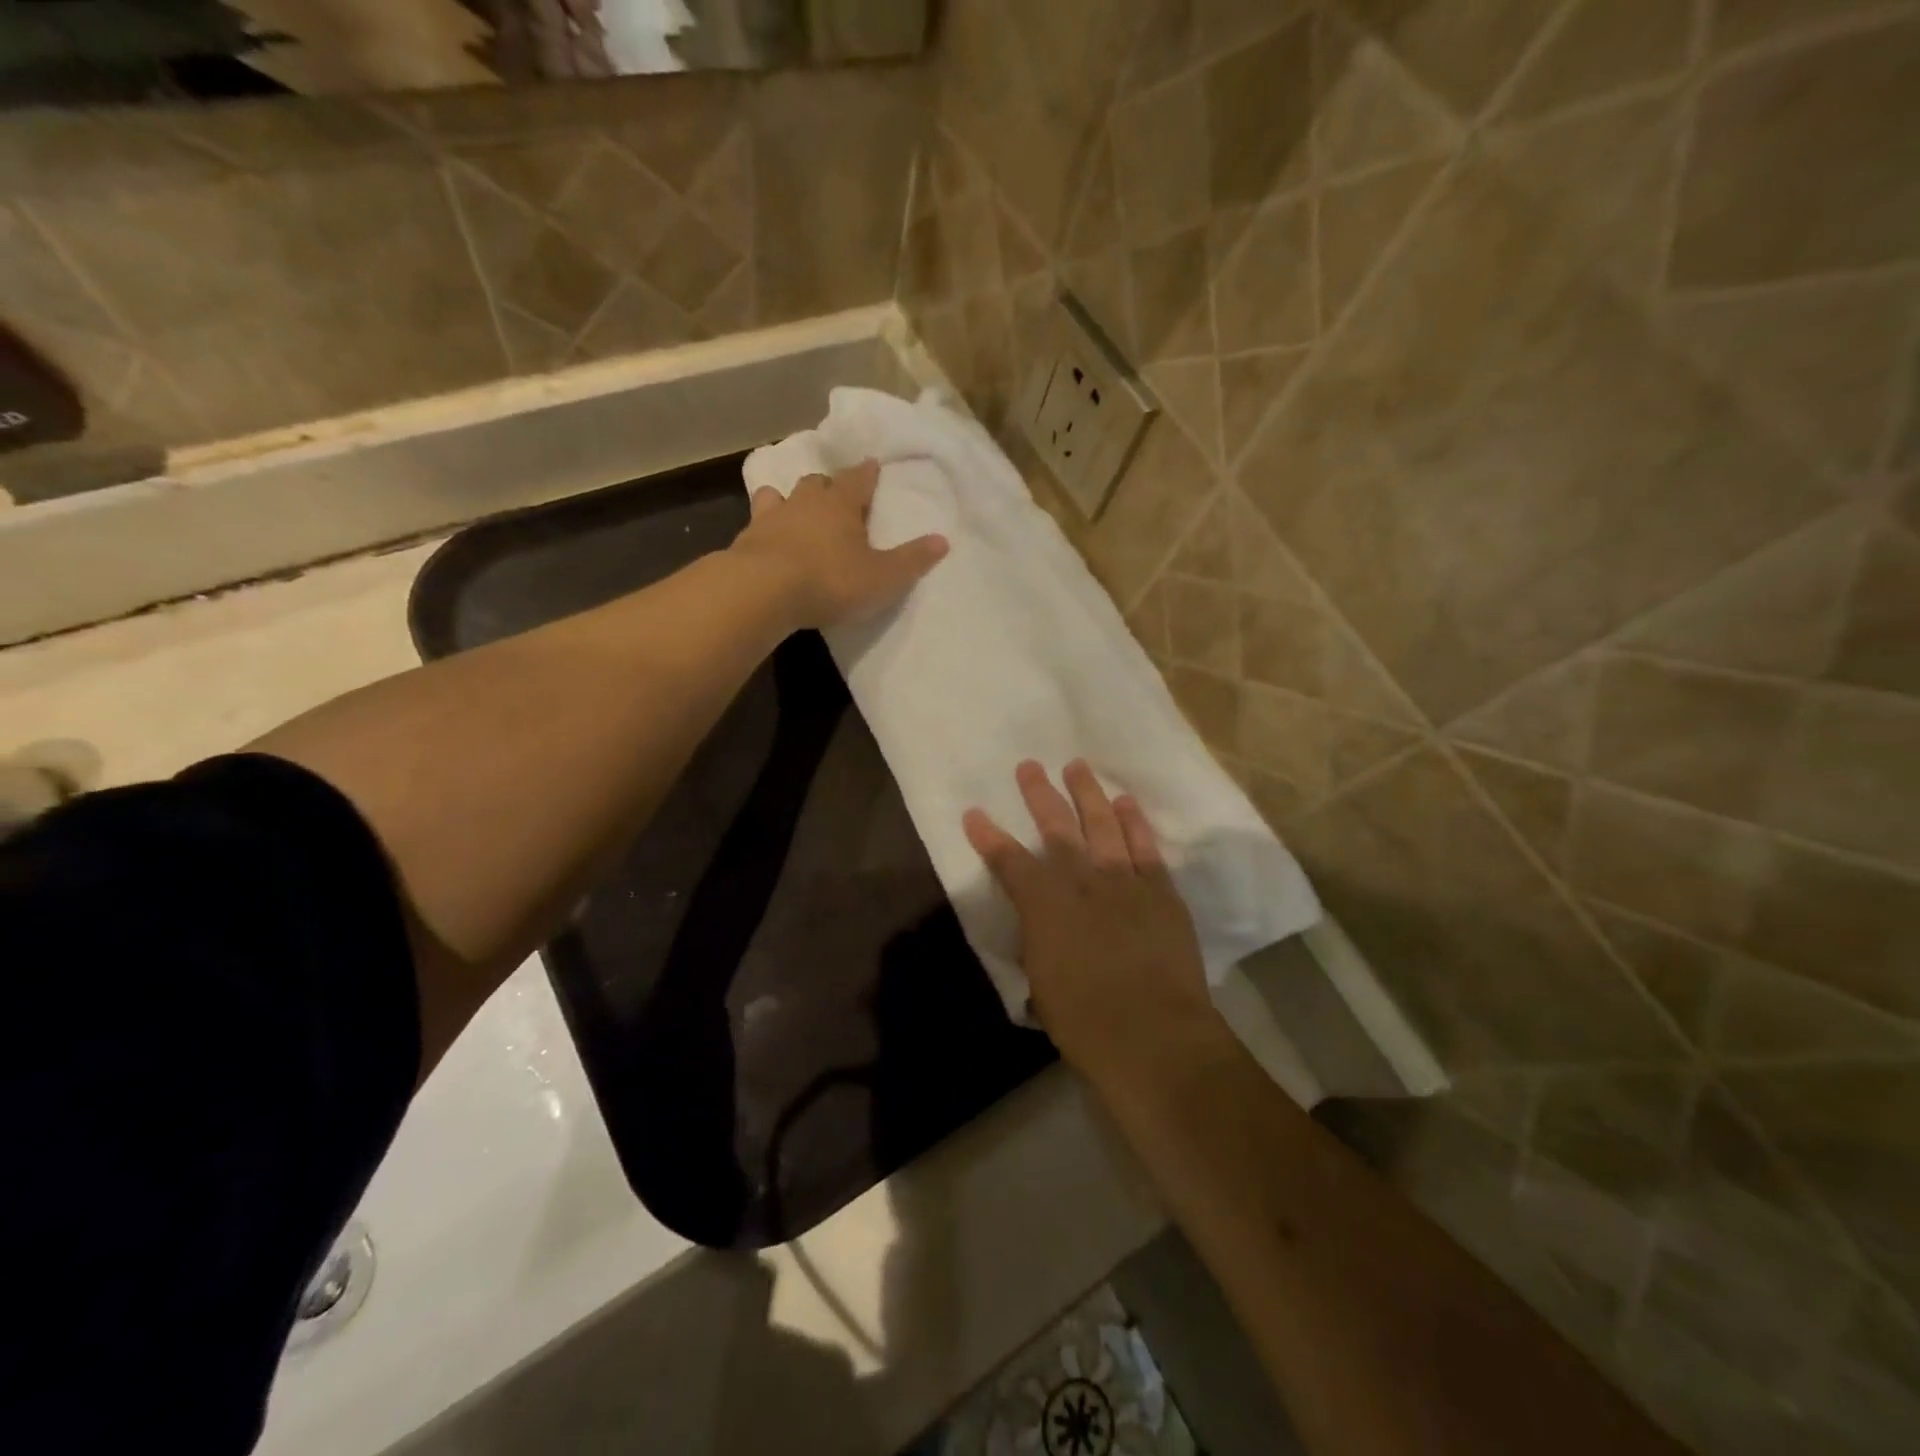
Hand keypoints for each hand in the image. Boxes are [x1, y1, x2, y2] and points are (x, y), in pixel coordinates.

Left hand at [731, 460, 947, 630]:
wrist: (763, 590)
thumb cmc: (831, 580)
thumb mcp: (882, 577)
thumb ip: (912, 560)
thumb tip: (943, 540)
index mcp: (841, 504)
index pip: (858, 479)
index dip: (867, 473)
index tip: (872, 465)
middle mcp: (805, 502)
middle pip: (818, 482)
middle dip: (828, 485)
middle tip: (835, 493)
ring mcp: (770, 518)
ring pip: (779, 495)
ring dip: (788, 499)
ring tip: (792, 508)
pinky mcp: (745, 540)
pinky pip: (755, 524)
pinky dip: (763, 527)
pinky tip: (764, 539)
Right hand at [963, 760, 1229, 1087]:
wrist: (1153, 1034)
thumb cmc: (1084, 1021)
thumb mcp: (1041, 986)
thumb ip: (1038, 949)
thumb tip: (1038, 937)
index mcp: (1043, 906)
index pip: (1008, 862)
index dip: (988, 837)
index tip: (974, 813)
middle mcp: (1081, 882)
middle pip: (1056, 828)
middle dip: (1040, 795)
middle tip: (1029, 767)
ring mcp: (1124, 881)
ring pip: (1102, 824)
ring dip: (1088, 793)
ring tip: (1077, 767)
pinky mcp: (1160, 891)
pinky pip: (1145, 846)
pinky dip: (1134, 822)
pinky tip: (1125, 803)